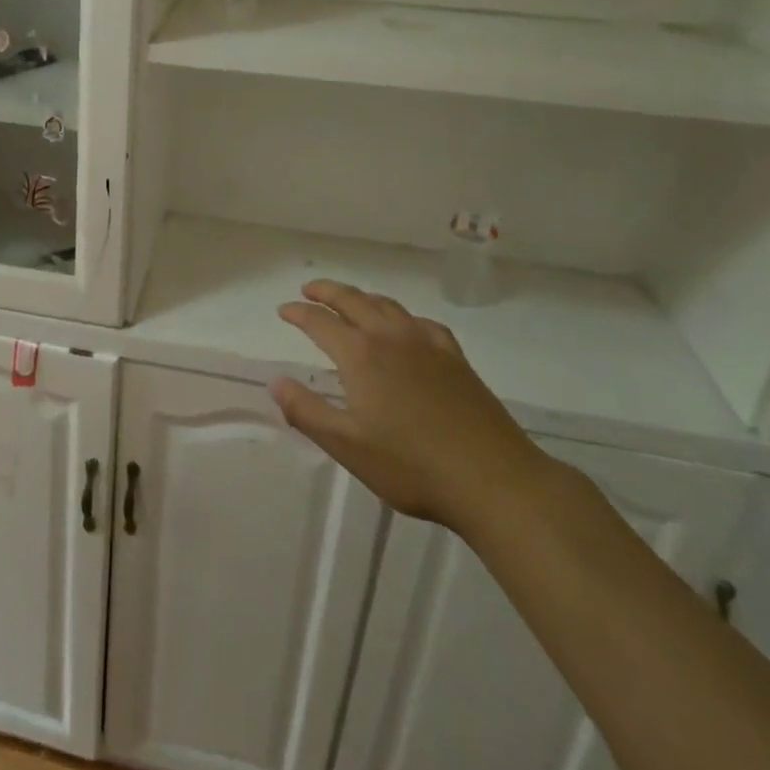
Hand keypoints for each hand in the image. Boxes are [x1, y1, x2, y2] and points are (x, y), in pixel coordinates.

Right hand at [270, 280, 549, 531]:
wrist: (494, 480)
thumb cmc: (411, 466)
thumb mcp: (346, 445)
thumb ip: (306, 411)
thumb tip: (275, 382)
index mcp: (360, 355)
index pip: (319, 322)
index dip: (298, 313)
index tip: (283, 310)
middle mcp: (391, 337)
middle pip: (353, 300)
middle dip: (327, 291)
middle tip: (309, 289)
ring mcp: (427, 344)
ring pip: (388, 305)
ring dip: (362, 297)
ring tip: (350, 301)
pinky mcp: (455, 359)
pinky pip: (422, 322)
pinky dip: (403, 316)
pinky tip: (406, 328)